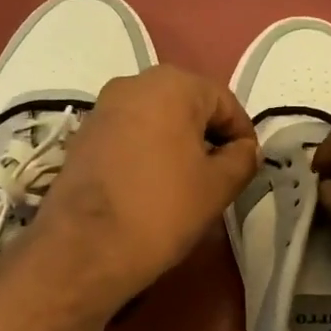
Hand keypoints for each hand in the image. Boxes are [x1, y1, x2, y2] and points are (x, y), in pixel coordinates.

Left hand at [34, 65, 258, 314]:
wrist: (86, 248)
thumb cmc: (163, 210)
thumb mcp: (218, 186)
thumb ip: (242, 158)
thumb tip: (245, 149)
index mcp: (172, 85)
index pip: (224, 102)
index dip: (242, 135)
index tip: (248, 167)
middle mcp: (133, 83)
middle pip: (187, 106)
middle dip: (207, 137)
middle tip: (220, 176)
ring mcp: (102, 108)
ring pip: (156, 120)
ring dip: (176, 145)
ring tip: (186, 184)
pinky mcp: (82, 136)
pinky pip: (128, 136)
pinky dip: (147, 153)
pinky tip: (152, 187)